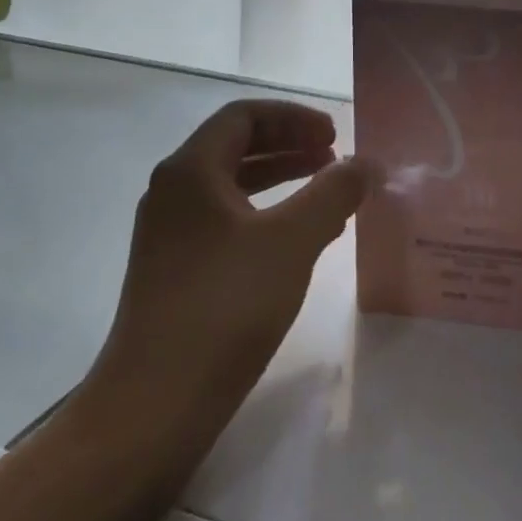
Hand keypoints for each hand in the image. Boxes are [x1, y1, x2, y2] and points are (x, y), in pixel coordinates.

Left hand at [85, 100, 372, 412]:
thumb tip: (365, 162)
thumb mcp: (293, 240)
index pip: (243, 117)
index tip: (333, 135)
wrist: (156, 403)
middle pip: (236, 146)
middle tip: (335, 157)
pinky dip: (268, 214)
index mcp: (190, 171)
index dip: (293, 117)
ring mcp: (171, 234)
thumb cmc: (226, 306)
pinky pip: (229, 221)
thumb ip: (334, 192)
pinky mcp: (177, 270)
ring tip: (327, 190)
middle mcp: (173, 193)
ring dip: (282, 179)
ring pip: (233, 186)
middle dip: (289, 145)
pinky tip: (301, 239)